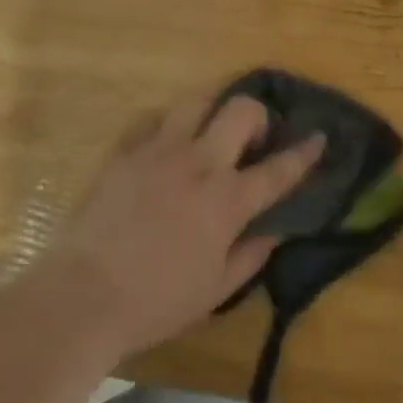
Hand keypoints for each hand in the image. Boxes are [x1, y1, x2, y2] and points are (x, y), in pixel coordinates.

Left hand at [37, 94, 324, 361]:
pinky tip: (168, 145)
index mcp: (227, 201)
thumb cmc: (156, 301)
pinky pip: (155, 119)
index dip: (304, 152)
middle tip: (253, 139)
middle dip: (259, 115)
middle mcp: (199, 163)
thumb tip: (274, 231)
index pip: (278, 169)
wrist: (83, 295)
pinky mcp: (127, 150)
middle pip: (242, 111)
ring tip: (212, 129)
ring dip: (214, 108)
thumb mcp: (215, 291)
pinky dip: (170, 125)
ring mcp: (160, 150)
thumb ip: (251, 255)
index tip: (319, 137)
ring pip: (198, 100)